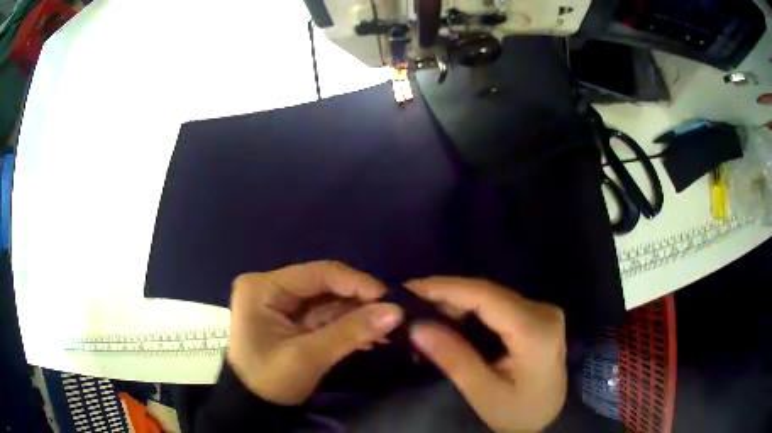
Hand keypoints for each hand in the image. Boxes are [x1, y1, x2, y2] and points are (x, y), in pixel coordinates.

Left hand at [227, 261, 403, 404]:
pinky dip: (349, 327)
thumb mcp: (307, 357)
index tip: (390, 299)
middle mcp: (273, 287)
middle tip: (394, 316)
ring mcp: (283, 304)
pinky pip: (327, 317)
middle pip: (326, 286)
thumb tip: (396, 311)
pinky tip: (373, 337)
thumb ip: (350, 332)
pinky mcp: (294, 320)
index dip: (356, 283)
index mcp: (264, 287)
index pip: (318, 273)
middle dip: (360, 303)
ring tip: (389, 330)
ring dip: (359, 316)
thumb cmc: (270, 381)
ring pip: (330, 302)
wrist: (254, 407)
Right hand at [406, 277, 566, 432]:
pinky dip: (470, 310)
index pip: (486, 296)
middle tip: (408, 303)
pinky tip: (449, 318)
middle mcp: (543, 311)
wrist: (548, 419)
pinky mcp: (536, 317)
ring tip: (422, 311)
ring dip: (456, 302)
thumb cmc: (517, 412)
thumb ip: (453, 358)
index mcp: (535, 331)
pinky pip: (498, 305)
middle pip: (488, 292)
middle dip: (446, 295)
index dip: (445, 288)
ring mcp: (542, 312)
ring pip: (491, 296)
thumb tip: (416, 327)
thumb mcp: (483, 393)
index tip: (408, 288)